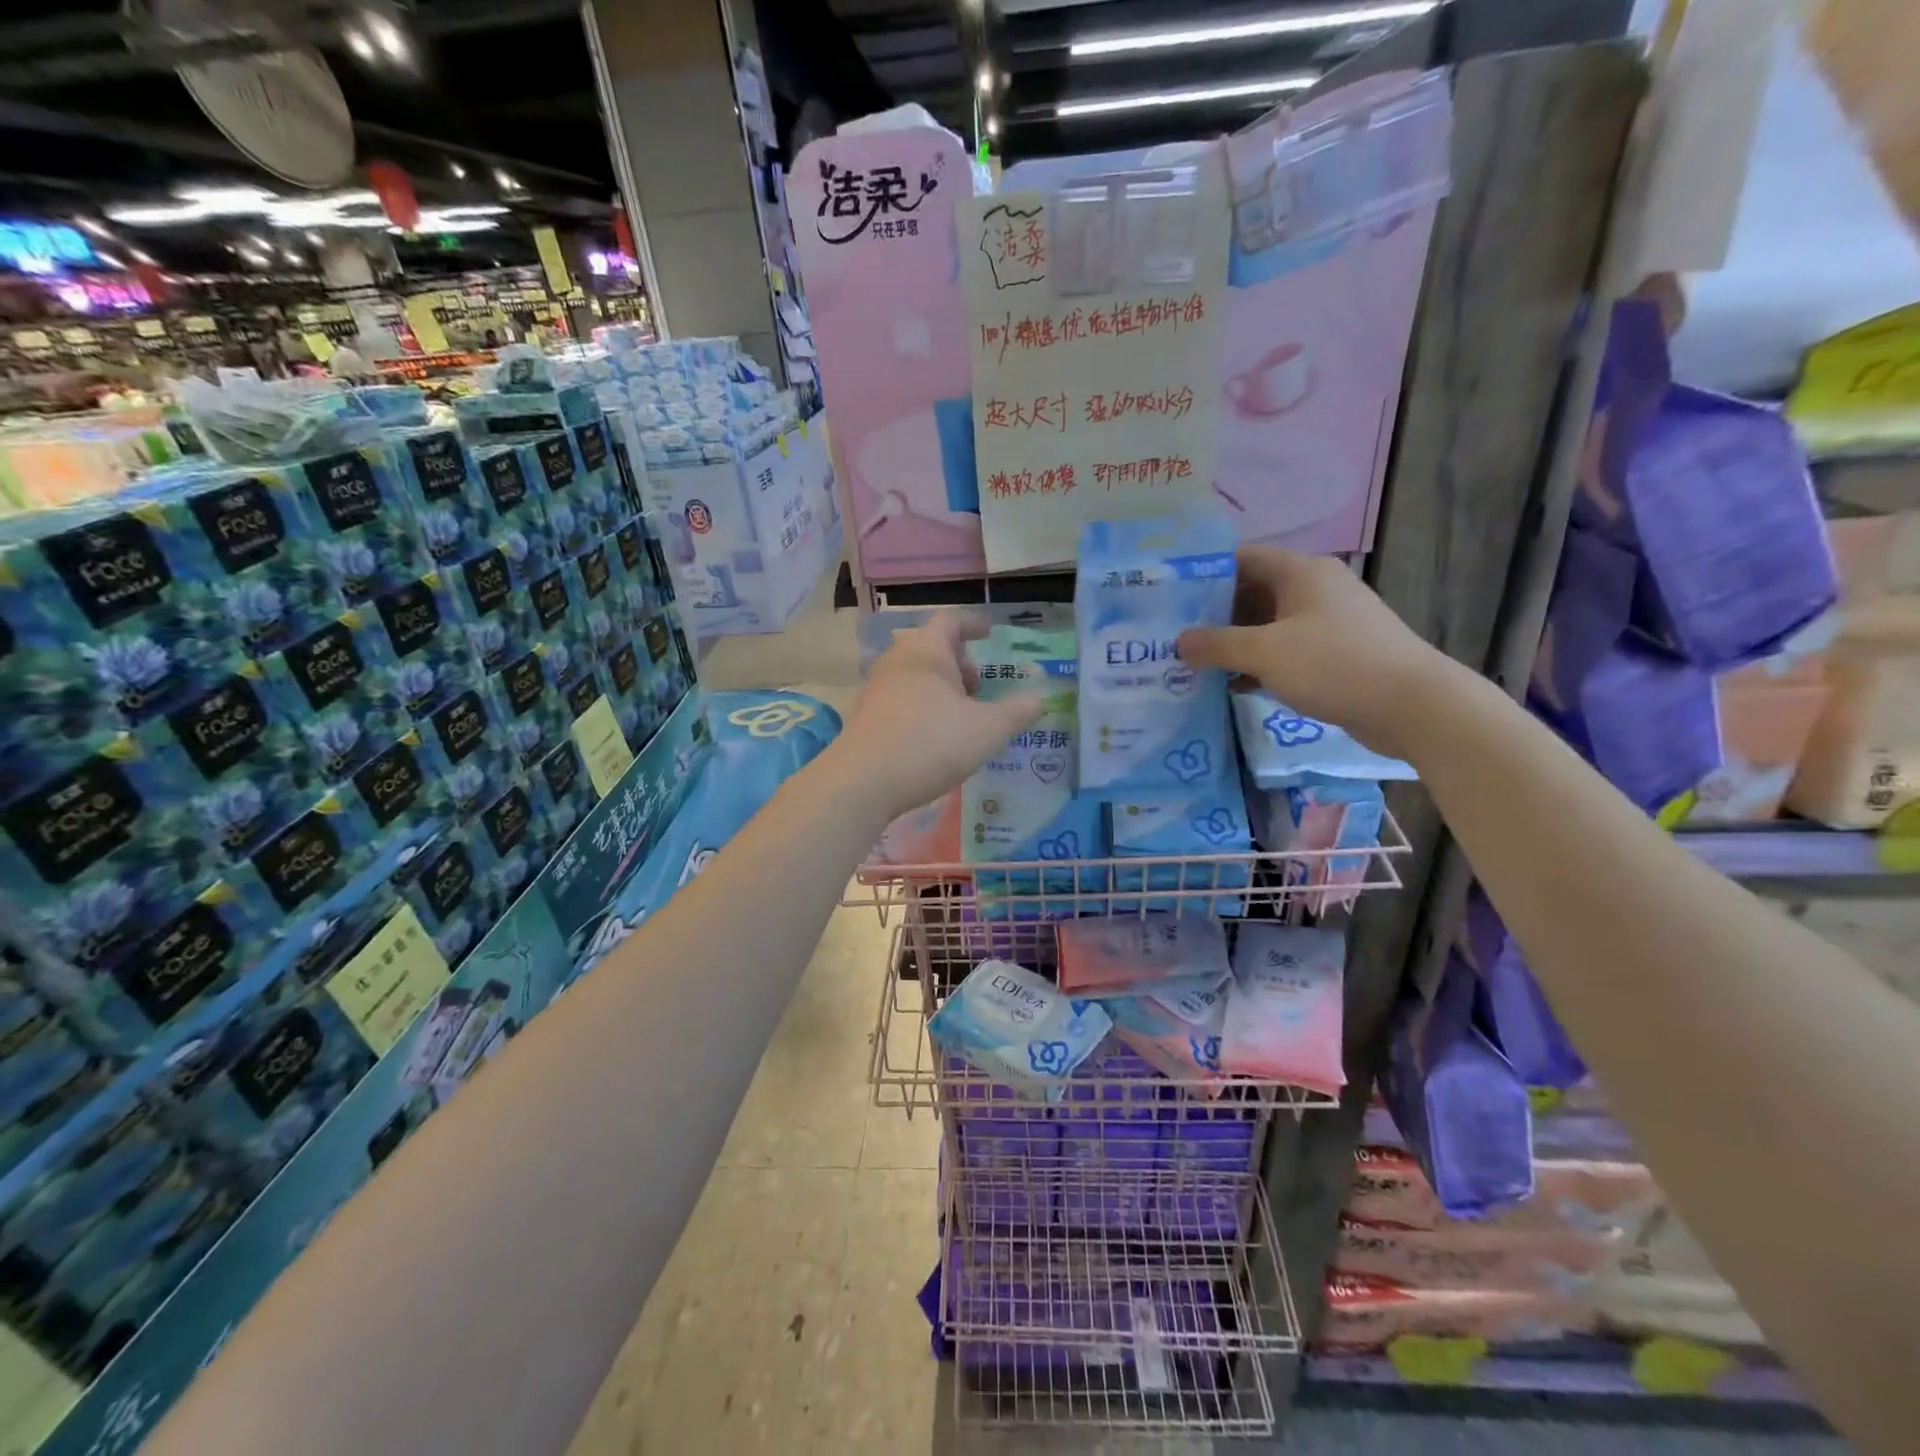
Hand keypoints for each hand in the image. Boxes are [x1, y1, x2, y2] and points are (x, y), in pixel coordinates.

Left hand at [833, 613, 1044, 821]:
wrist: (863, 781)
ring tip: (960, 714)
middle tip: (978, 686)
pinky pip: (900, 697)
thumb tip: (1039, 698)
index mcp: (927, 651)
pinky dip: (921, 704)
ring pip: (914, 673)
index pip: (950, 621)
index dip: (972, 624)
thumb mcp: (987, 730)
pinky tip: (933, 735)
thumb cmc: (931, 744)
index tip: (989, 633)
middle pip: (931, 646)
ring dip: (940, 685)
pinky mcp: (865, 714)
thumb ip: (1017, 712)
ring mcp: (876, 687)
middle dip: (959, 661)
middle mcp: (898, 660)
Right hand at [1178, 545, 1456, 762]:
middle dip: (1211, 614)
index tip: (1167, 594)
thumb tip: (1178, 641)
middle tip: (1170, 634)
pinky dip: (1256, 664)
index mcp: (1300, 572)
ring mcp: (1325, 623)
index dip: (1202, 572)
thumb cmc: (1336, 665)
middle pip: (1250, 592)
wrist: (1413, 706)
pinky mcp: (1333, 654)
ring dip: (1232, 643)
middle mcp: (1313, 589)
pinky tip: (1228, 686)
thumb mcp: (1266, 653)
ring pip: (1265, 625)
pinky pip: (1283, 651)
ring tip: (1190, 662)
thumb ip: (1218, 645)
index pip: (1241, 558)